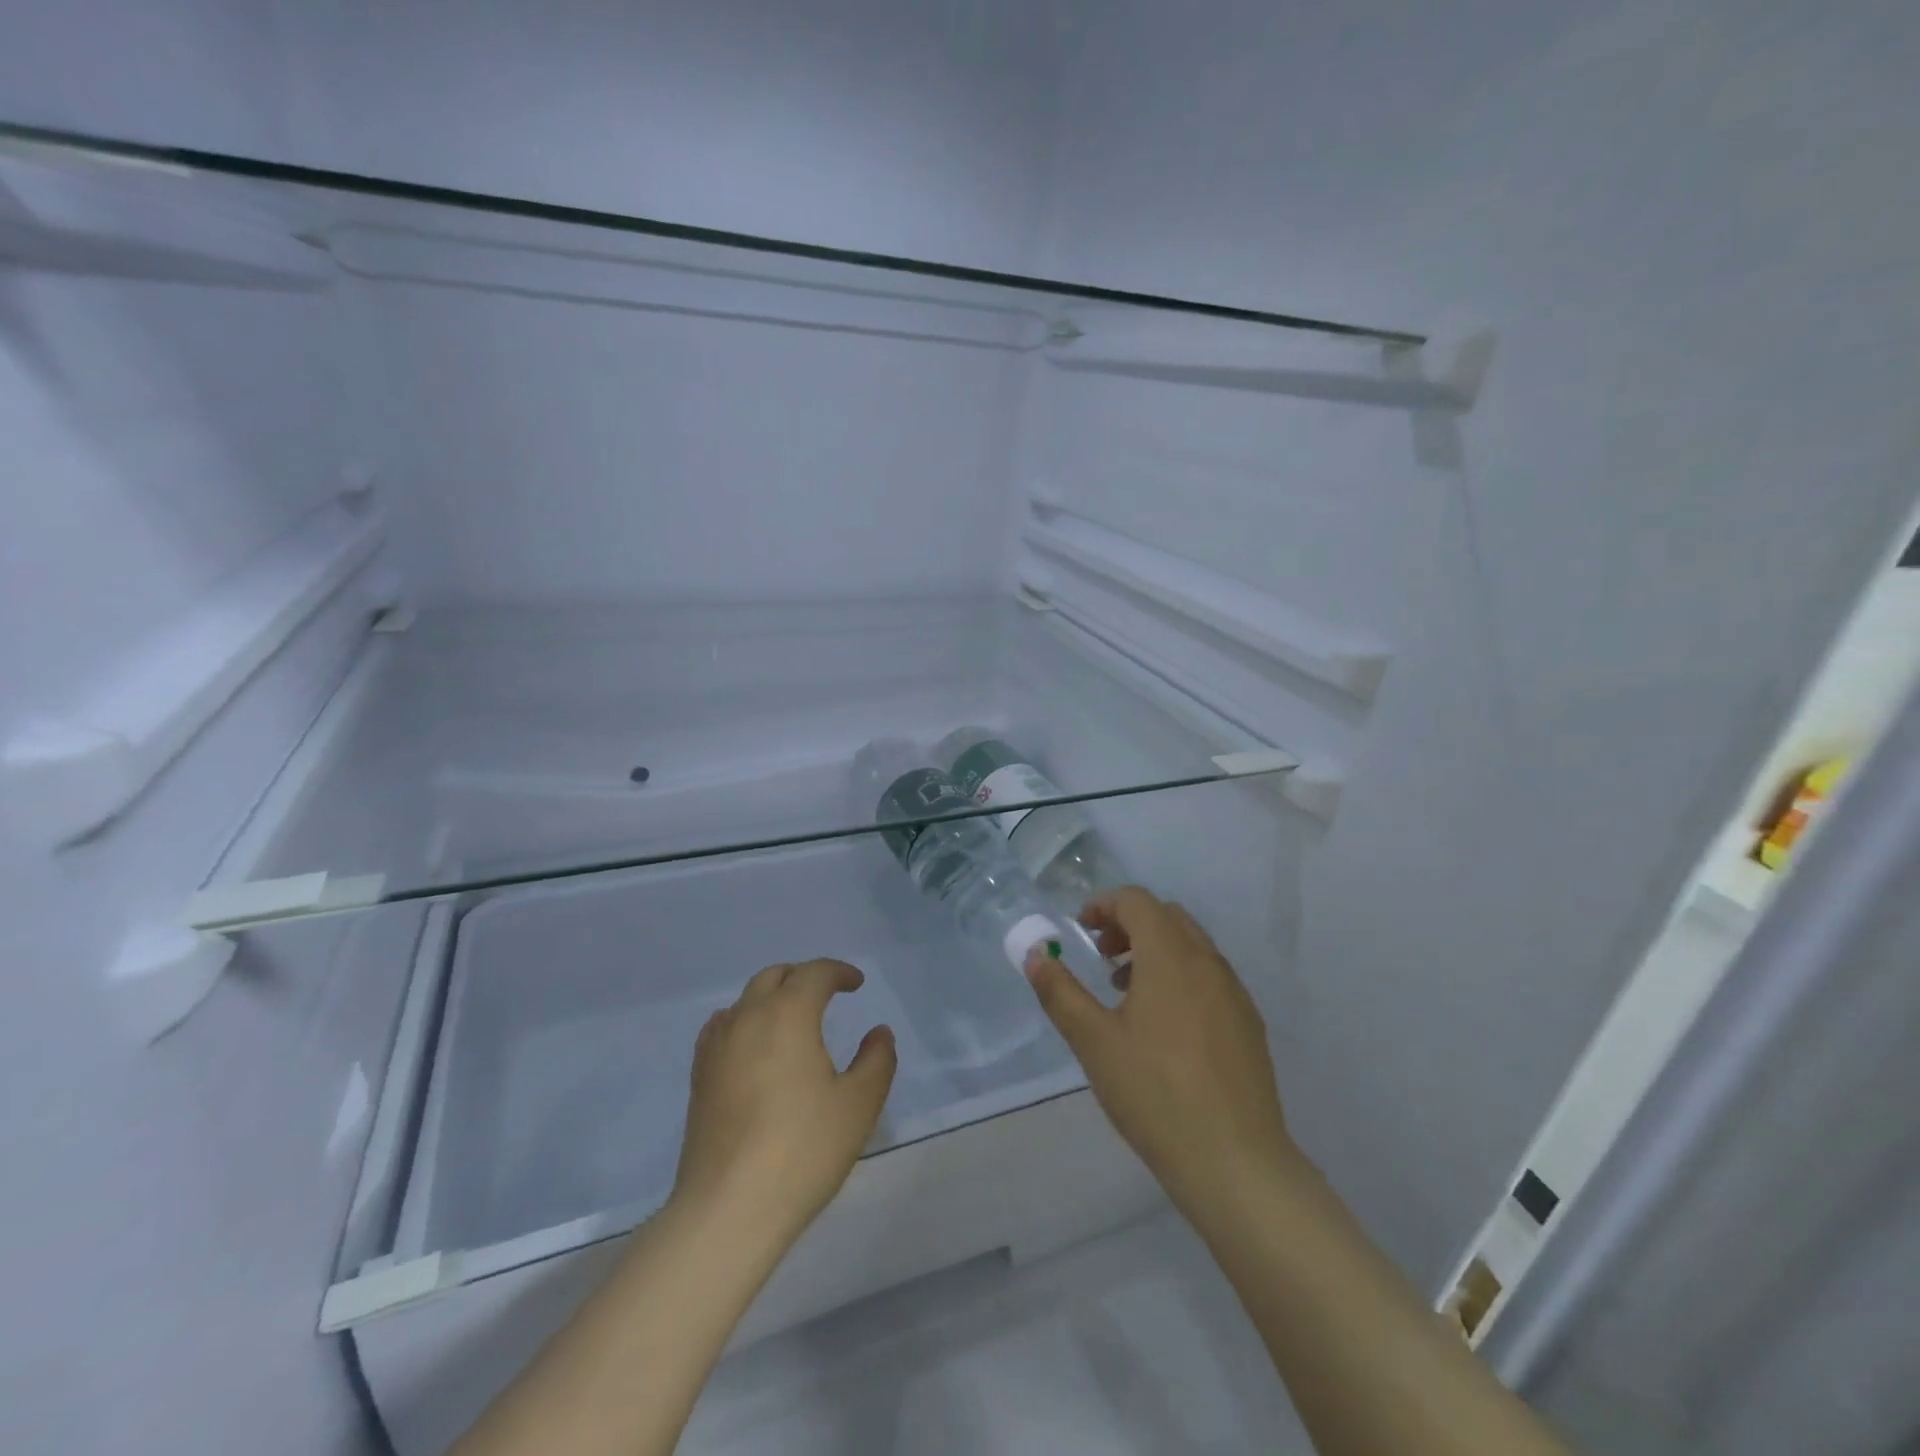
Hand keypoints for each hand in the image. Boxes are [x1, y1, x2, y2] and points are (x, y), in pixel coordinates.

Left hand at [671, 959, 896, 1247]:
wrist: (729, 1208)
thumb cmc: (803, 1149)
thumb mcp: (859, 1104)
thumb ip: (877, 1059)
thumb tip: (878, 1033)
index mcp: (788, 1014)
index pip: (814, 973)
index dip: (839, 972)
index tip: (856, 984)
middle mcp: (748, 1017)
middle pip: (775, 976)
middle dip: (804, 977)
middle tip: (827, 995)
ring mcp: (717, 1047)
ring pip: (746, 1000)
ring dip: (773, 997)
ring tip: (793, 1020)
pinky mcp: (699, 1077)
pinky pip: (723, 1027)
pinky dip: (744, 1021)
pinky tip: (752, 1045)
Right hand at [1024, 887, 1296, 1213]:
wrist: (1235, 1162)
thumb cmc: (1155, 1094)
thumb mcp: (1094, 1042)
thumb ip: (1060, 992)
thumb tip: (1036, 955)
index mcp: (1171, 957)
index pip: (1137, 901)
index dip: (1104, 905)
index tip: (1081, 931)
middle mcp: (1208, 962)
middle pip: (1167, 916)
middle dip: (1129, 924)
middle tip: (1103, 958)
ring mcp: (1235, 993)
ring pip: (1192, 946)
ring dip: (1156, 950)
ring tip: (1127, 993)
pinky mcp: (1249, 1023)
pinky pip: (1210, 976)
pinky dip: (1181, 976)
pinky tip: (1165, 1027)